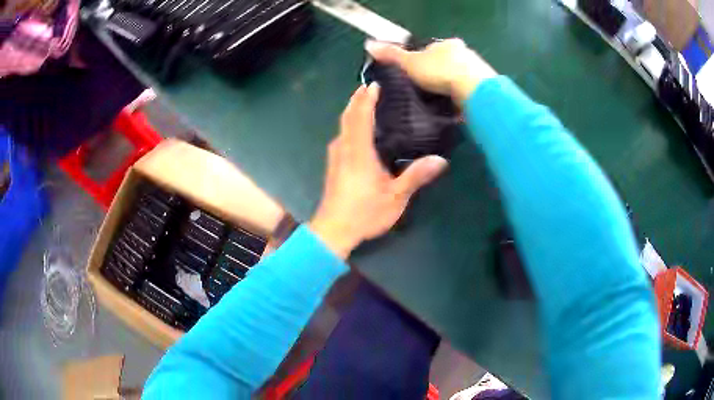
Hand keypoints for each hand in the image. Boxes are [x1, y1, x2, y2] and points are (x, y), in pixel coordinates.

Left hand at [309, 84, 447, 258]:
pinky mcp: (333, 165)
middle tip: (370, 87)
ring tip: (365, 102)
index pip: (361, 116)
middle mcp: (343, 148)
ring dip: (352, 111)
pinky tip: (359, 130)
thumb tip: (440, 160)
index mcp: (358, 151)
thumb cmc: (364, 213)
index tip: (374, 84)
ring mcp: (335, 157)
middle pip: (348, 116)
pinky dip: (350, 124)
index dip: (367, 99)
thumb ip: (416, 176)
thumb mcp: (395, 197)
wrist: (333, 231)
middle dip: (357, 100)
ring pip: (343, 126)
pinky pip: (342, 136)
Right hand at [365, 38, 496, 104]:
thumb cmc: (440, 71)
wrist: (473, 90)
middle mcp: (464, 54)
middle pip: (446, 64)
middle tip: (424, 93)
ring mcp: (477, 71)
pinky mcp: (484, 88)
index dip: (421, 62)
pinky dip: (459, 100)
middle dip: (436, 76)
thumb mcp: (410, 62)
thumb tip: (369, 45)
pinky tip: (452, 109)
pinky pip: (467, 93)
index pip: (431, 50)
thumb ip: (392, 55)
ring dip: (449, 89)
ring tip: (436, 104)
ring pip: (457, 79)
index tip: (414, 77)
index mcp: (447, 44)